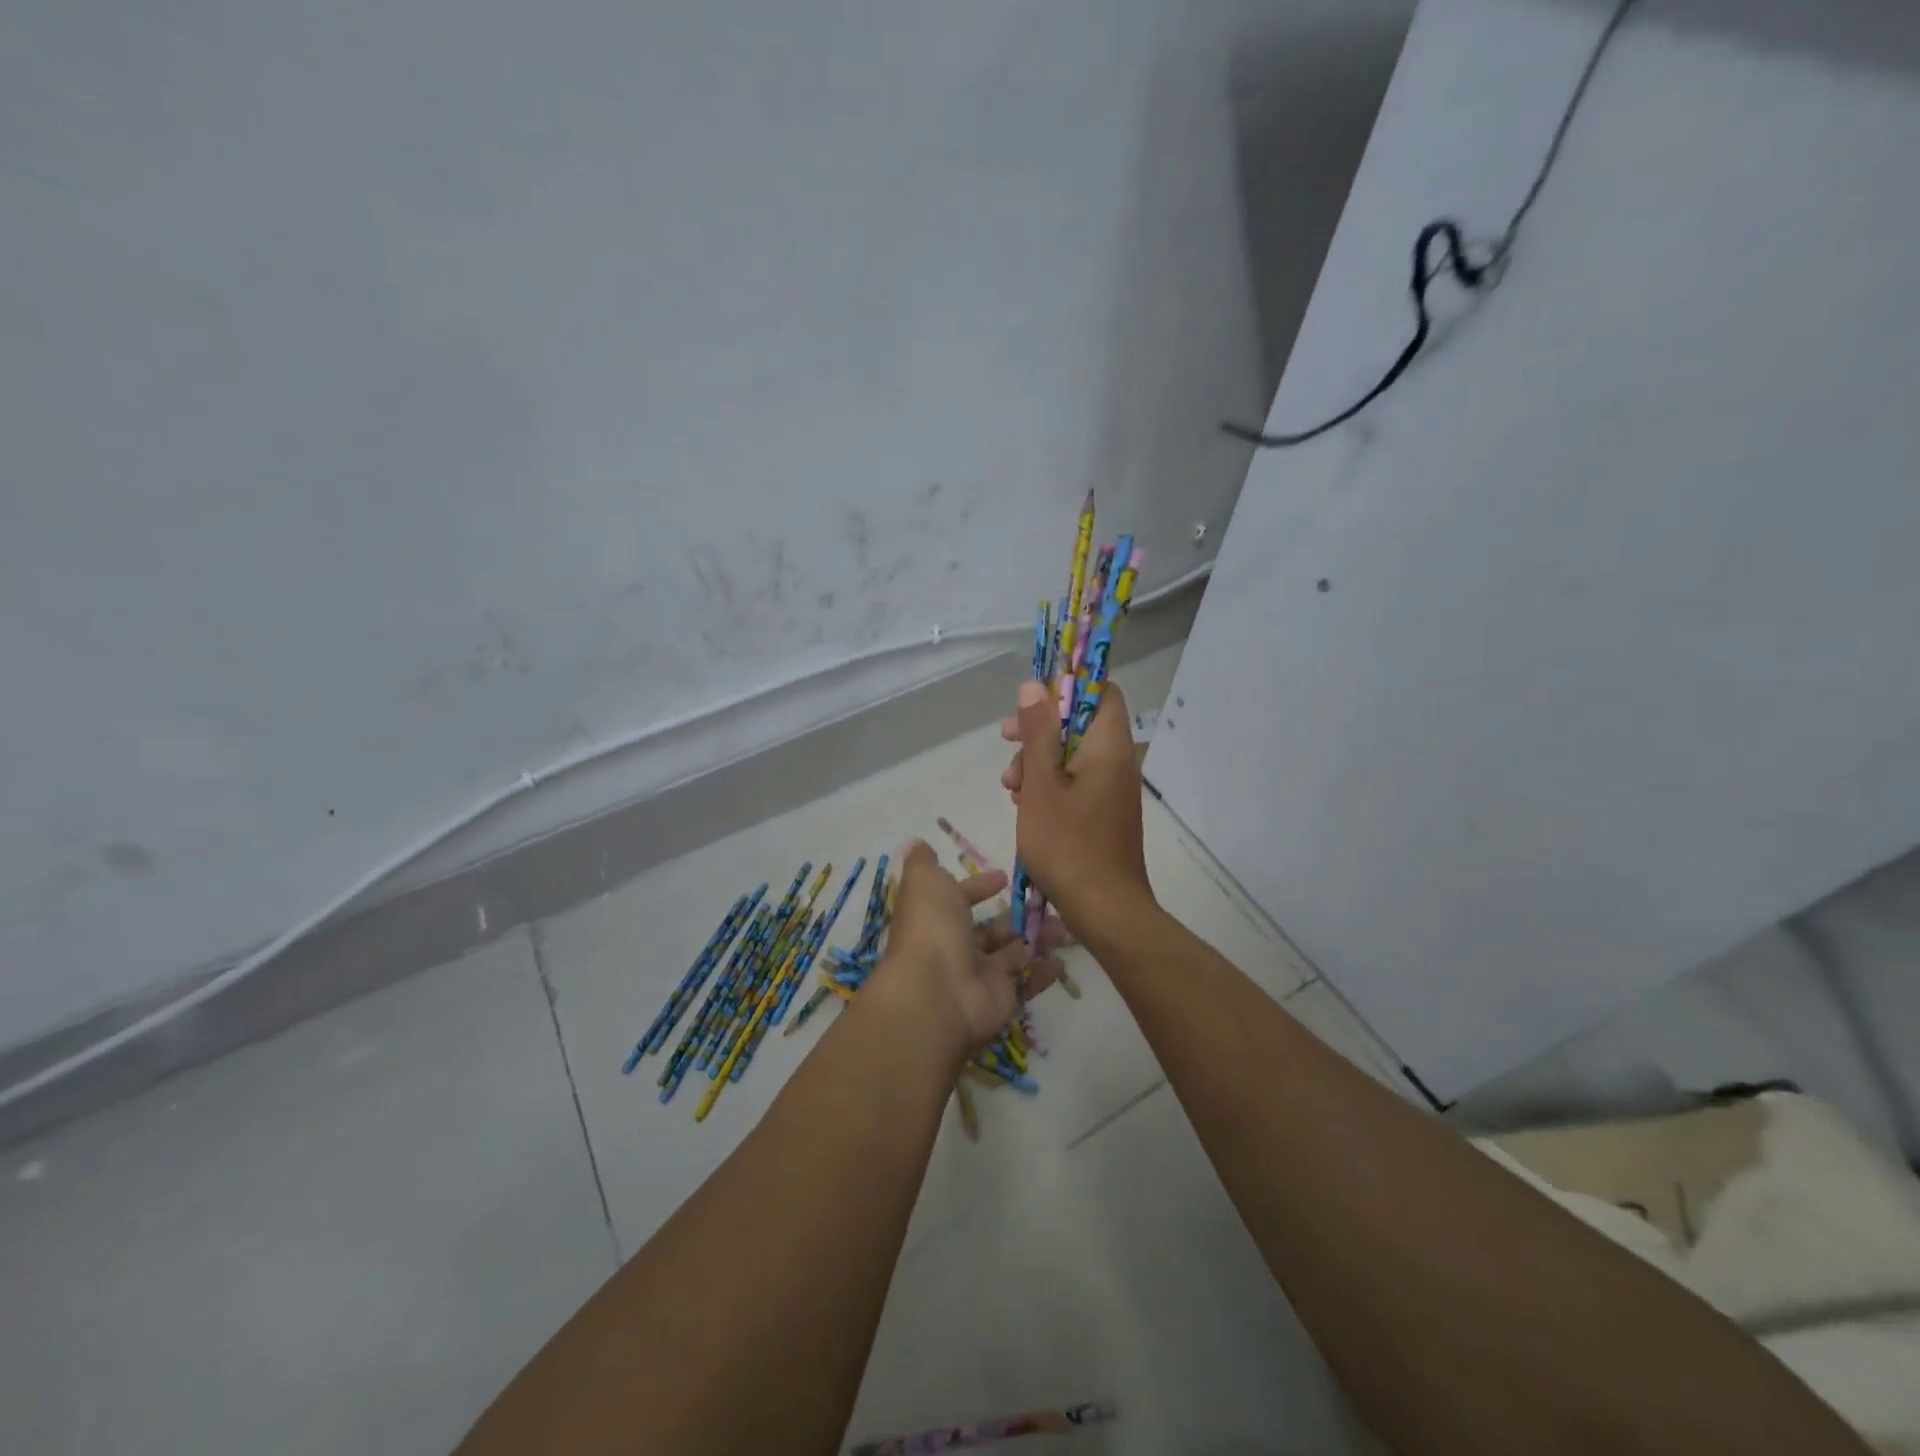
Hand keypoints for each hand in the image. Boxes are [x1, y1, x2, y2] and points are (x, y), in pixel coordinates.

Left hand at [867, 841, 1059, 1059]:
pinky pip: (1026, 984)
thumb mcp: (924, 882)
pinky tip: (1062, 959)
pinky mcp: (1002, 1000)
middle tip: (1048, 901)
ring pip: (1013, 954)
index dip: (978, 888)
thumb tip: (919, 845)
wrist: (936, 994)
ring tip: (1065, 925)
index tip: (1004, 877)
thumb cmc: (931, 929)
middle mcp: (955, 948)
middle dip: (1017, 915)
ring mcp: (979, 976)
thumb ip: (924, 863)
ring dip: (1037, 938)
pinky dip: (1043, 972)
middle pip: (990, 930)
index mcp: (935, 919)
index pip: (958, 900)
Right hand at [1000, 679, 1152, 934]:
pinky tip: (1024, 806)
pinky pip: (1076, 782)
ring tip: (1010, 786)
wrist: (1105, 910)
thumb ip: (1037, 733)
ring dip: (1038, 761)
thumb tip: (1034, 686)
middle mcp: (1117, 761)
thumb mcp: (1041, 784)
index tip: (1032, 701)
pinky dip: (1049, 785)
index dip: (1067, 687)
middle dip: (1039, 729)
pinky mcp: (1104, 813)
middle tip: (1006, 740)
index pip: (1101, 691)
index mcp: (1108, 746)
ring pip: (1072, 755)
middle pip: (1079, 723)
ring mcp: (1112, 789)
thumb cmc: (1068, 844)